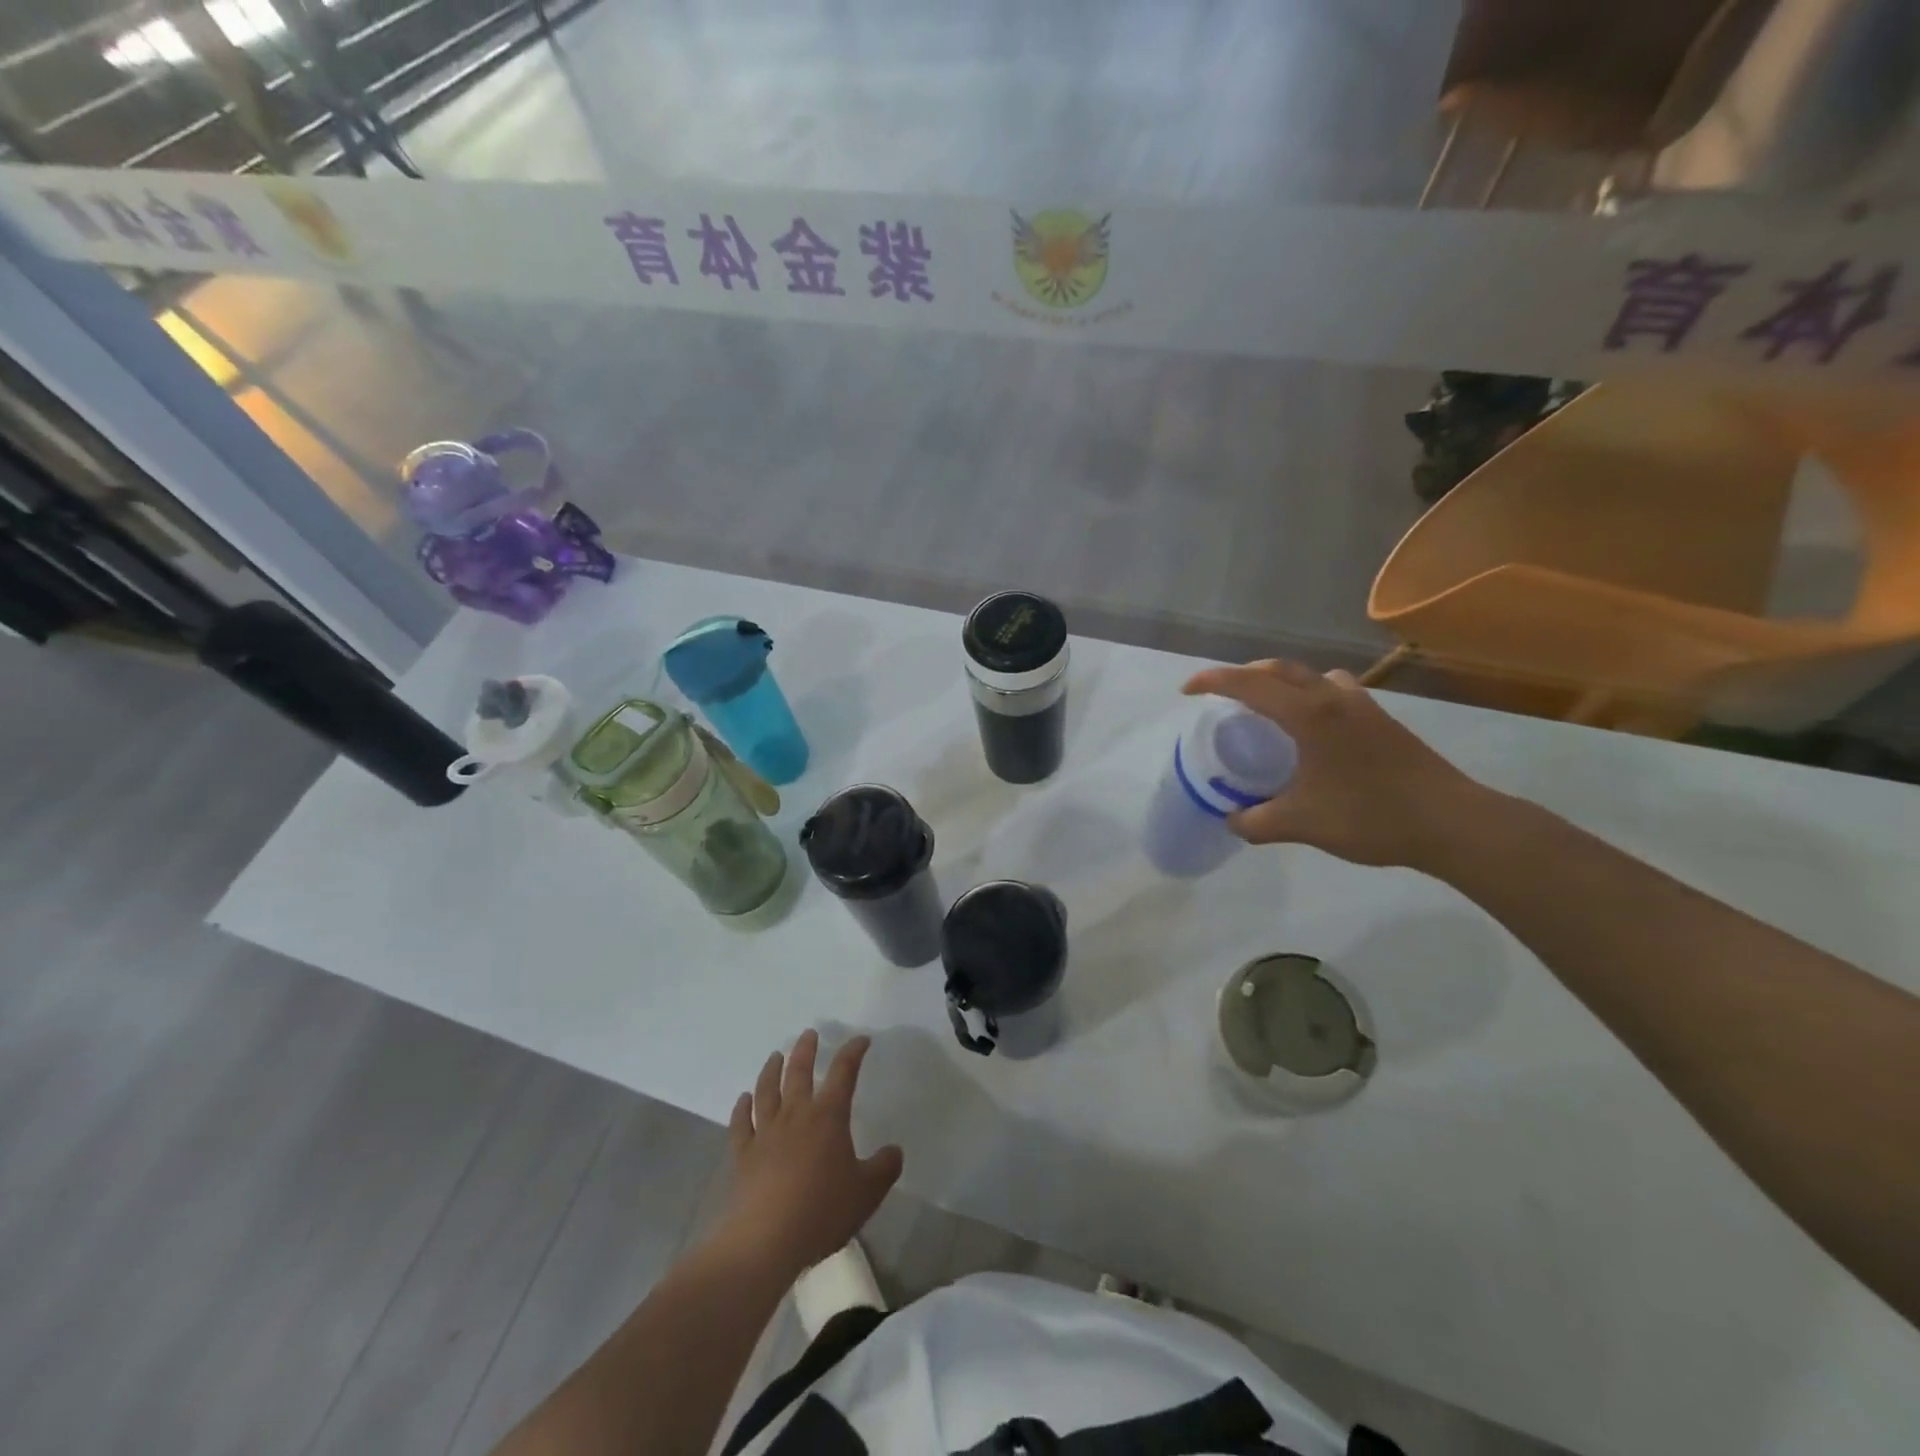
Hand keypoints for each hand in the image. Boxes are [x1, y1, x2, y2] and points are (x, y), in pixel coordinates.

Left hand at [714, 1030, 903, 1277]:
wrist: (765, 1242)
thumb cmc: (821, 1211)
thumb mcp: (867, 1193)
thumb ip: (884, 1168)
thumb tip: (894, 1150)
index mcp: (828, 1116)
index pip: (844, 1072)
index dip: (853, 1052)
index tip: (861, 1041)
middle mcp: (796, 1114)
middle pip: (799, 1072)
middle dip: (806, 1050)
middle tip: (809, 1034)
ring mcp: (766, 1133)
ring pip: (767, 1090)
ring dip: (772, 1070)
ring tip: (775, 1056)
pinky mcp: (743, 1155)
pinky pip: (741, 1123)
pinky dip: (742, 1108)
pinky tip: (743, 1099)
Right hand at [1181, 659, 1489, 870]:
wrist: (1451, 822)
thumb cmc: (1370, 816)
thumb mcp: (1301, 824)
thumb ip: (1256, 822)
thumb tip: (1232, 820)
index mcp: (1308, 714)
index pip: (1248, 684)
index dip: (1211, 681)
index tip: (1186, 691)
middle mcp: (1333, 697)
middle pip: (1278, 669)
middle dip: (1242, 675)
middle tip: (1219, 695)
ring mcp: (1362, 704)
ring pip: (1309, 676)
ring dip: (1279, 681)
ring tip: (1264, 706)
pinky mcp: (1380, 719)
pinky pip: (1333, 690)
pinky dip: (1309, 695)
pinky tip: (1311, 727)